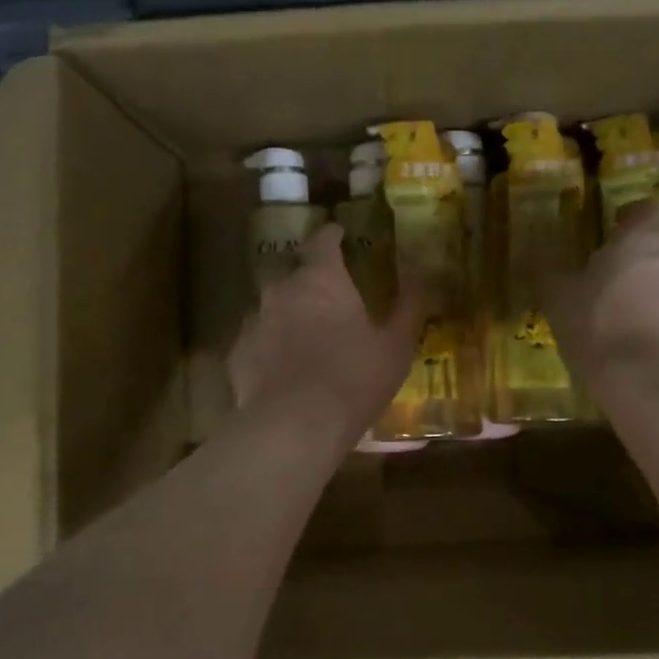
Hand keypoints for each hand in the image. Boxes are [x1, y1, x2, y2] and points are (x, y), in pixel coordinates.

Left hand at [229, 224, 426, 448]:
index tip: (338, 233)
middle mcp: (281, 291)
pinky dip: (268, 347)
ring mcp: (253, 321)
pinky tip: (280, 369)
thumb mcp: (395, 346)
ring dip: (285, 313)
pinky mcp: (237, 355)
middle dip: (304, 275)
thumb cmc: (353, 378)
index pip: (322, 242)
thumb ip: (407, 310)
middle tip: (322, 291)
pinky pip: (255, 341)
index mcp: (321, 279)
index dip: (330, 235)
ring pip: (268, 306)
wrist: (295, 425)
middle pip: (289, 270)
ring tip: (302, 335)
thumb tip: (421, 282)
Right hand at [545, 200, 658, 398]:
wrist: (650, 378)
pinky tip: (658, 325)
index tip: (616, 227)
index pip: (649, 207)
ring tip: (649, 292)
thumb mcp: (559, 298)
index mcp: (642, 238)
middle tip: (636, 257)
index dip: (634, 216)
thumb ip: (552, 273)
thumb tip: (538, 258)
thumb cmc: (598, 325)